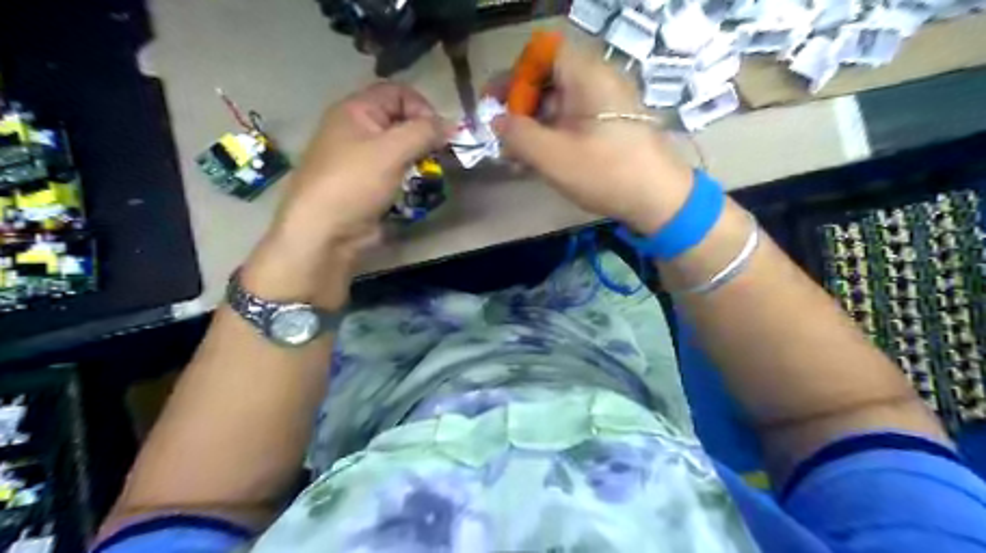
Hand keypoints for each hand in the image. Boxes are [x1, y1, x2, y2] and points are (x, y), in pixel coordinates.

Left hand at [245, 82, 444, 307]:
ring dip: (418, 154)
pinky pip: (394, 168)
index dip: (421, 106)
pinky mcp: (367, 182)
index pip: (397, 92)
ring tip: (429, 169)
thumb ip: (424, 132)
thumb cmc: (355, 182)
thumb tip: (450, 125)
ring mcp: (360, 157)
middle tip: (438, 153)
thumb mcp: (392, 150)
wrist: (326, 231)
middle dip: (423, 132)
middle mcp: (356, 128)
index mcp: (355, 110)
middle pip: (399, 118)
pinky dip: (408, 172)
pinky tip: (416, 183)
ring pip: (398, 145)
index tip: (438, 132)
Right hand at [494, 44, 690, 232]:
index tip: (496, 104)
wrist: (660, 201)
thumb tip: (496, 120)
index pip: (542, 54)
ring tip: (515, 157)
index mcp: (587, 76)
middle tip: (502, 137)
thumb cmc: (606, 173)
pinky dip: (553, 136)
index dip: (515, 75)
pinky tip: (539, 161)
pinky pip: (574, 121)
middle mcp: (598, 82)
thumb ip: (517, 135)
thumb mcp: (553, 156)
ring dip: (534, 127)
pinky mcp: (610, 127)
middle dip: (520, 107)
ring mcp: (606, 105)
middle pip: (549, 80)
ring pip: (560, 104)